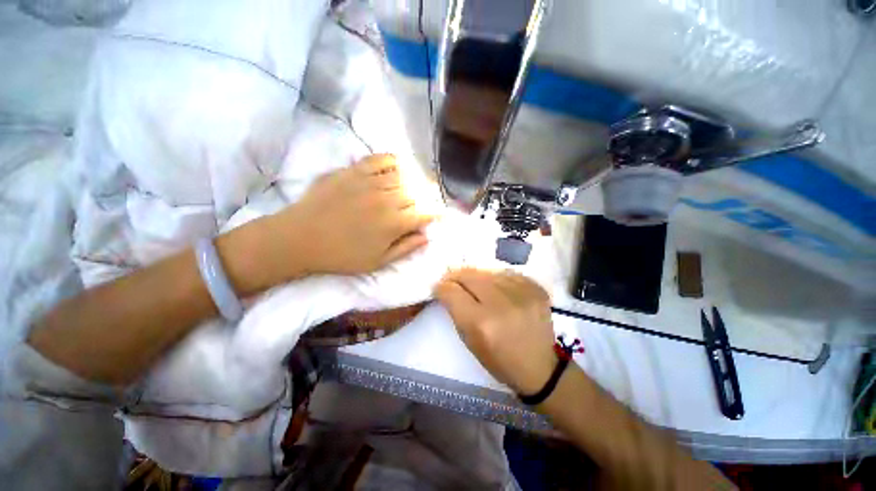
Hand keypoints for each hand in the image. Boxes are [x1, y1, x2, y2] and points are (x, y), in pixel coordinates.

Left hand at [267, 154, 433, 276]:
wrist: (300, 238)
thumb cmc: (341, 255)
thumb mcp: (377, 262)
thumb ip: (406, 248)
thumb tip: (427, 236)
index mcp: (394, 223)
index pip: (424, 213)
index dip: (435, 213)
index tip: (439, 214)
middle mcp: (387, 199)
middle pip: (416, 194)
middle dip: (425, 199)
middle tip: (425, 202)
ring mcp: (369, 182)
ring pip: (402, 176)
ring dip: (413, 181)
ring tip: (414, 186)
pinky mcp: (353, 171)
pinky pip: (379, 159)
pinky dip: (392, 160)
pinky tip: (397, 165)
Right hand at [433, 269, 556, 394]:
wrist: (540, 367)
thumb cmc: (499, 360)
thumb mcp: (469, 341)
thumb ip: (456, 311)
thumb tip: (447, 288)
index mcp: (481, 323)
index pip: (452, 291)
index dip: (442, 287)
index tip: (439, 287)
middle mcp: (501, 304)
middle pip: (470, 275)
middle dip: (456, 275)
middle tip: (452, 279)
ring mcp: (522, 294)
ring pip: (488, 271)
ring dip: (477, 276)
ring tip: (475, 283)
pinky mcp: (536, 289)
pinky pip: (508, 273)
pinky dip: (497, 277)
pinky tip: (497, 286)